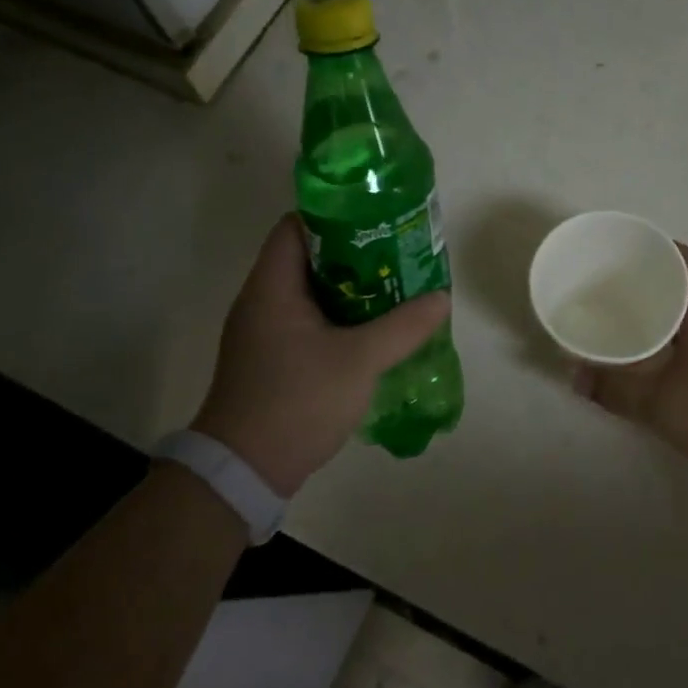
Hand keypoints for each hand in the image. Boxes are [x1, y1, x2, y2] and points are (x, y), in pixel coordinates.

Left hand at [194, 214, 450, 495]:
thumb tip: (441, 298)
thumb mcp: (359, 361)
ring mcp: (262, 332)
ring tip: (393, 287)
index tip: (376, 220)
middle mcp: (261, 301)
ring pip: (310, 293)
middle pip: (307, 258)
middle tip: (397, 254)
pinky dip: (338, 317)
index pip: (295, 226)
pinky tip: (371, 329)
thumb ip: (403, 327)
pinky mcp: (269, 359)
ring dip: (349, 289)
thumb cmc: (297, 401)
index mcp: (272, 287)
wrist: (245, 471)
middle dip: (353, 253)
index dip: (335, 215)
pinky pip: (307, 321)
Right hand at [572, 245, 687, 490]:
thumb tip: (574, 375)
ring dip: (659, 307)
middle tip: (611, 284)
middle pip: (685, 282)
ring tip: (621, 314)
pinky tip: (647, 354)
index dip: (659, 247)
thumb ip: (613, 389)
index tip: (625, 248)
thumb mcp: (658, 404)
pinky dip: (668, 334)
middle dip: (649, 277)